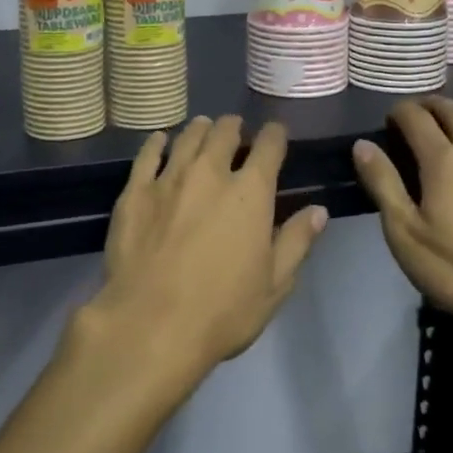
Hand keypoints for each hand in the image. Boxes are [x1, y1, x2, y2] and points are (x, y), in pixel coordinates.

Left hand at [84, 116, 327, 387]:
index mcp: (250, 193)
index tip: (275, 134)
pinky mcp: (134, 192)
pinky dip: (157, 143)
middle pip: (224, 133)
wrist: (151, 324)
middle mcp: (210, 173)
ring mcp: (168, 179)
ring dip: (200, 130)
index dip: (274, 135)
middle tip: (236, 131)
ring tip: (204, 128)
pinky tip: (161, 140)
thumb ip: (296, 242)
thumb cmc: (222, 311)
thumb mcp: (274, 285)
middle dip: (234, 128)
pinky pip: (147, 155)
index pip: (268, 147)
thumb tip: (317, 211)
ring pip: (187, 138)